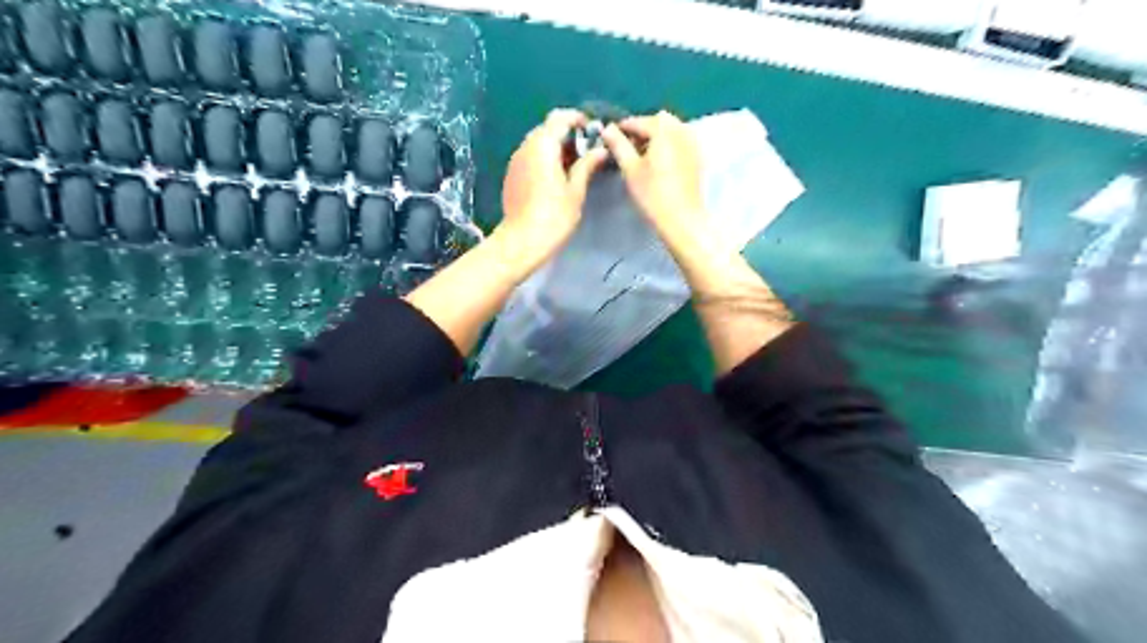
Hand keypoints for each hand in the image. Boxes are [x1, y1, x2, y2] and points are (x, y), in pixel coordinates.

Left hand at [498, 108, 612, 280]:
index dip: (577, 119)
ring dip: (555, 148)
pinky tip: (555, 178)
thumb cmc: (553, 216)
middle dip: (567, 135)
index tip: (592, 131)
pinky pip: (529, 157)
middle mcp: (525, 147)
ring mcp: (515, 161)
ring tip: (573, 166)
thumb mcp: (575, 191)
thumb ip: (587, 166)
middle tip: (586, 152)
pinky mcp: (511, 175)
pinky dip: (544, 160)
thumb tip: (601, 150)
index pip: (559, 118)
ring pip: (537, 144)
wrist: (521, 241)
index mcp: (543, 146)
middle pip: (546, 129)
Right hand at [601, 111, 709, 240]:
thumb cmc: (653, 195)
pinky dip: (669, 145)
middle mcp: (682, 131)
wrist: (682, 220)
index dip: (623, 128)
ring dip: (657, 137)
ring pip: (673, 130)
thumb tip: (607, 129)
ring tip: (642, 155)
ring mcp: (693, 144)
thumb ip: (618, 145)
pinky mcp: (698, 158)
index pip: (640, 121)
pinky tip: (659, 163)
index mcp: (664, 130)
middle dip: (643, 130)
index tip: (611, 137)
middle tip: (628, 147)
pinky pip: (681, 141)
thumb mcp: (630, 169)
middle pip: (659, 121)